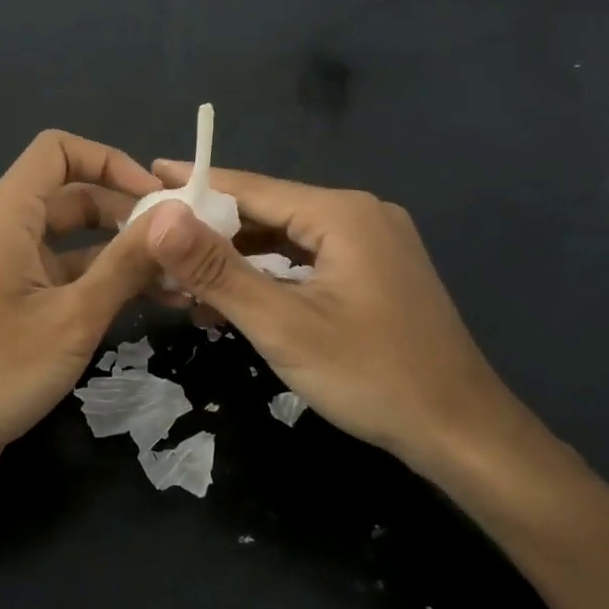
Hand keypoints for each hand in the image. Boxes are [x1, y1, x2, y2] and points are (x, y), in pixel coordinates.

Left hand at [0, 131, 161, 506]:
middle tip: (183, 244)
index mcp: (9, 215)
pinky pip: (70, 279)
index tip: (156, 198)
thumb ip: (125, 264)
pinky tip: (152, 305)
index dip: (110, 161)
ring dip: (125, 254)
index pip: (59, 150)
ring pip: (78, 243)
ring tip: (181, 278)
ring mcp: (14, 272)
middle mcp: (9, 233)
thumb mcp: (72, 317)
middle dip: (129, 213)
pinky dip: (107, 285)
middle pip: (76, 196)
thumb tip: (177, 216)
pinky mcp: (20, 309)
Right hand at [142, 163, 549, 490]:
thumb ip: (218, 270)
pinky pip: (311, 260)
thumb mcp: (283, 324)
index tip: (148, 177)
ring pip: (289, 238)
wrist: (460, 431)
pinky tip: (238, 294)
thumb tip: (160, 219)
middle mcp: (361, 214)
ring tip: (185, 273)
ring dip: (240, 256)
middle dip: (213, 228)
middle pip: (270, 210)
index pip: (252, 188)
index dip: (197, 185)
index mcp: (342, 213)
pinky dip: (272, 273)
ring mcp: (375, 243)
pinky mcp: (378, 271)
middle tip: (156, 239)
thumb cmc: (371, 375)